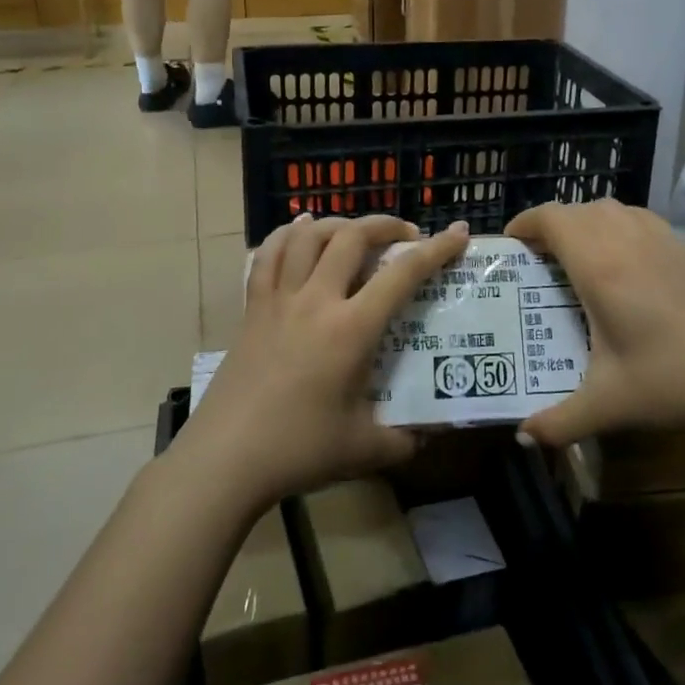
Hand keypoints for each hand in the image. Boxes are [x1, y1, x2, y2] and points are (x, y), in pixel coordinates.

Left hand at [177, 215, 469, 509]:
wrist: (224, 460)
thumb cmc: (298, 450)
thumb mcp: (365, 449)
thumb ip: (406, 440)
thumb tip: (432, 435)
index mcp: (351, 329)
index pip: (402, 274)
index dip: (436, 249)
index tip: (459, 233)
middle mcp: (316, 301)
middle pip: (351, 237)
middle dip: (385, 225)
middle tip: (406, 235)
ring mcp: (279, 300)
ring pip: (308, 237)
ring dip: (338, 224)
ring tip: (355, 232)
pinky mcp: (252, 309)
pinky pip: (268, 255)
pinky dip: (287, 235)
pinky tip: (300, 231)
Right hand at [506, 200, 684, 448]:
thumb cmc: (672, 381)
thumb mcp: (608, 405)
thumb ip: (559, 422)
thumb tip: (524, 438)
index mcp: (600, 267)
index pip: (552, 219)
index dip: (525, 222)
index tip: (511, 243)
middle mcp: (628, 240)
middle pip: (580, 210)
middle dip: (553, 225)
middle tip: (541, 257)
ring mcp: (664, 240)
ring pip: (614, 208)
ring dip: (589, 222)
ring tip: (582, 255)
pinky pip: (644, 220)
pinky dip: (622, 228)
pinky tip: (630, 264)